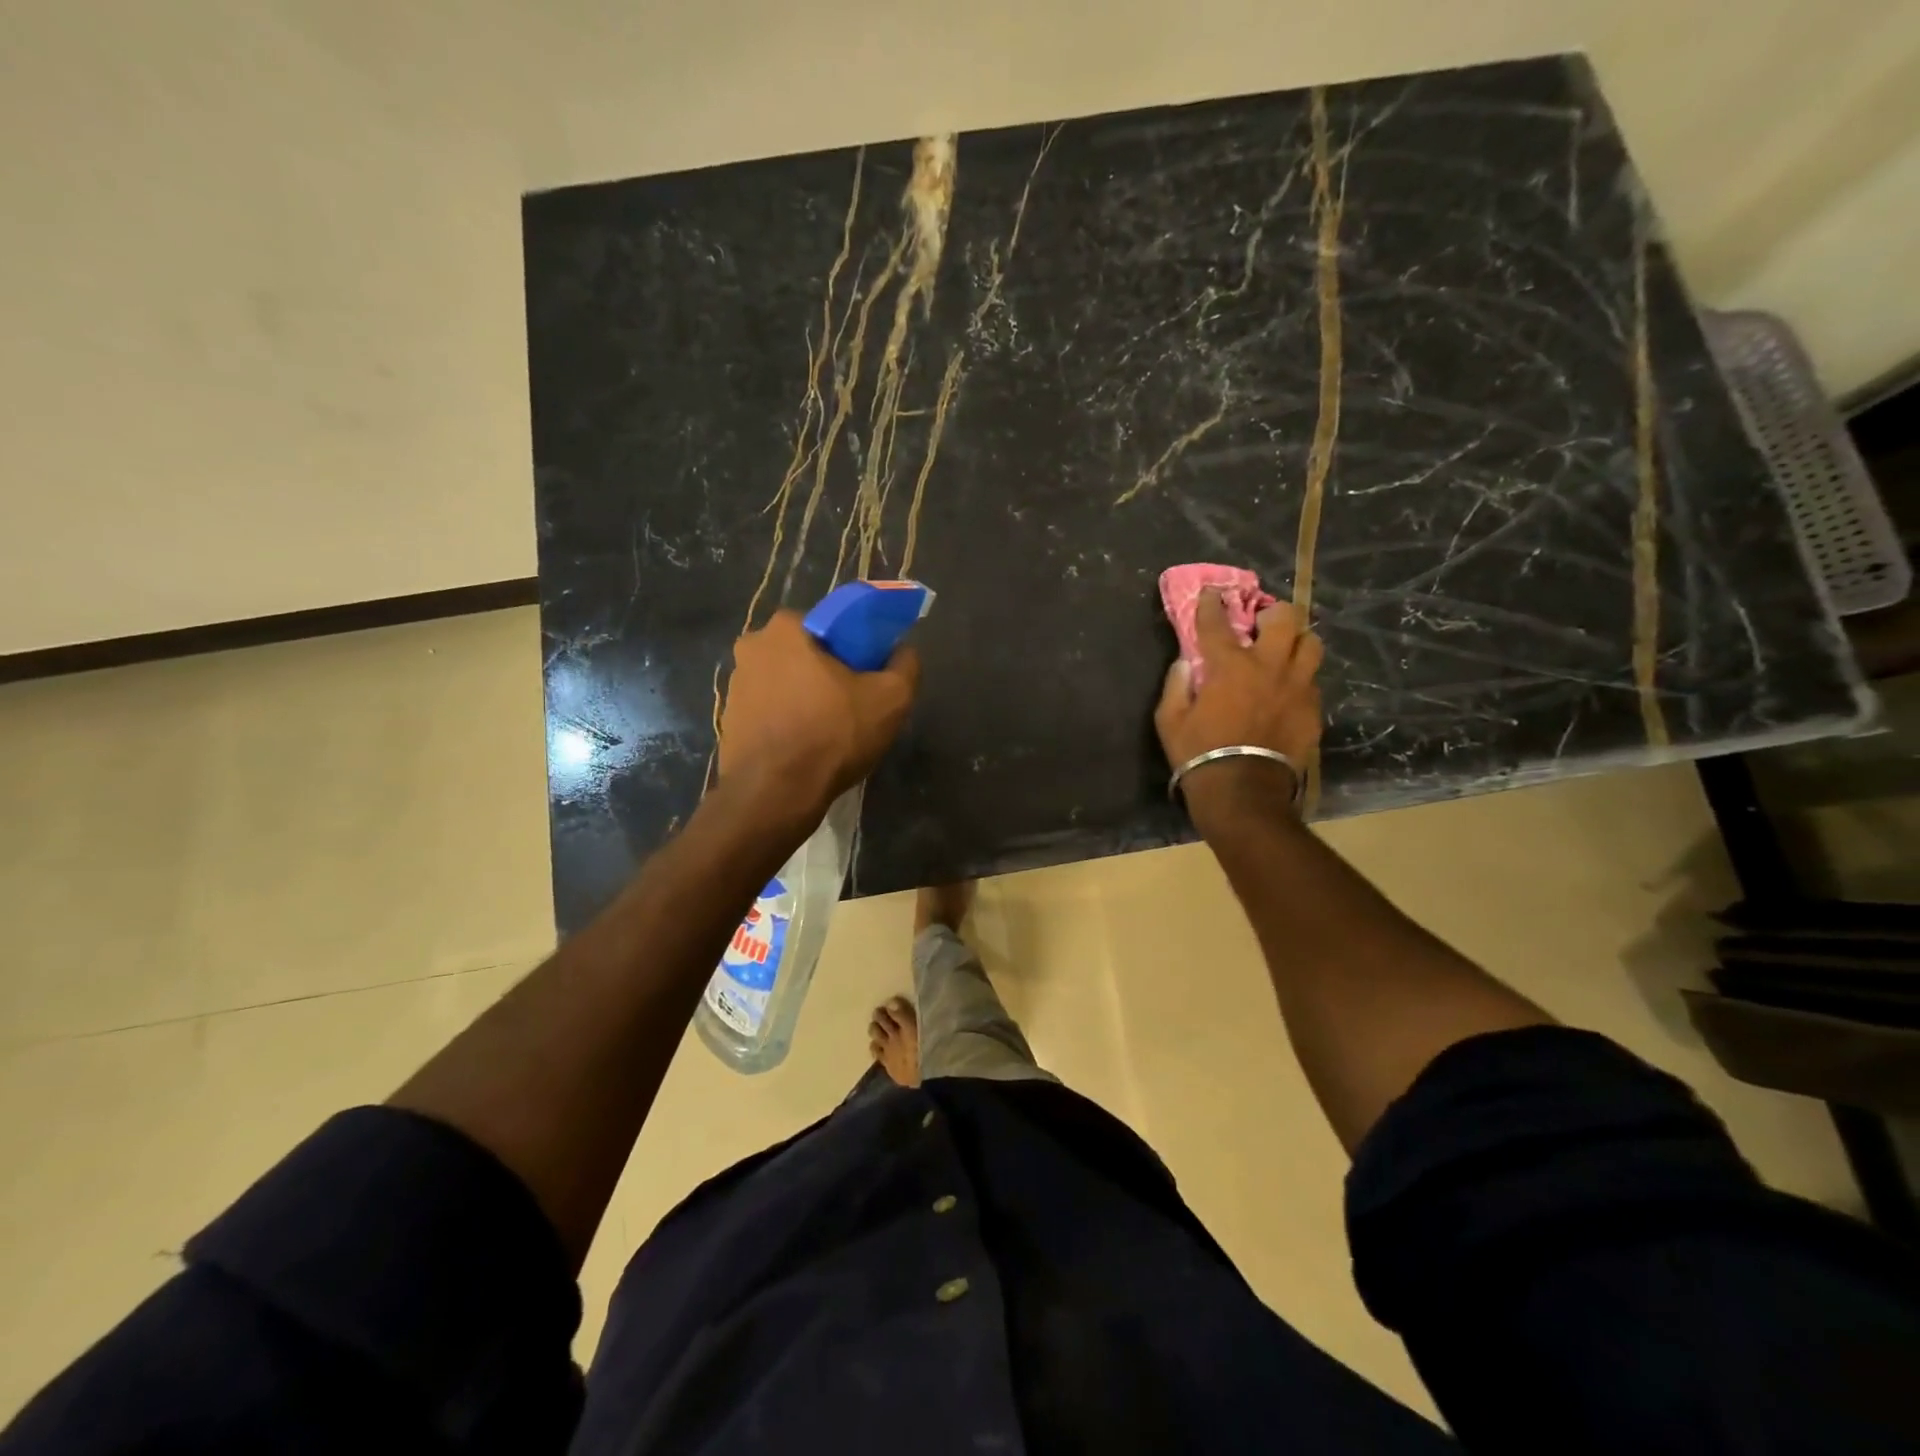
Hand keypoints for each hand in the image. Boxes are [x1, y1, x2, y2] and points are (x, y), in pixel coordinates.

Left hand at [718, 610, 919, 826]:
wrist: (774, 795)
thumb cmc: (832, 735)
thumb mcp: (891, 698)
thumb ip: (905, 664)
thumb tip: (903, 651)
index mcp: (786, 628)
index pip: (832, 625)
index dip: (857, 648)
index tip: (870, 675)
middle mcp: (752, 647)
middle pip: (807, 653)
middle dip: (829, 673)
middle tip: (855, 705)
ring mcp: (734, 686)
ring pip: (786, 682)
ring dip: (807, 698)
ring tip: (831, 731)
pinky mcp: (728, 720)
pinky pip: (770, 711)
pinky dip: (788, 722)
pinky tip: (807, 747)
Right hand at [1155, 593, 1323, 819]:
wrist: (1243, 792)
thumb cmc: (1199, 754)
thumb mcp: (1169, 721)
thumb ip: (1176, 685)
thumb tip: (1185, 663)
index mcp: (1230, 666)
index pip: (1217, 623)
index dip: (1212, 604)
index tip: (1211, 593)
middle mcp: (1269, 667)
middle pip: (1285, 619)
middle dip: (1272, 612)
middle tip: (1261, 622)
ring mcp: (1297, 687)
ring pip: (1311, 644)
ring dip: (1296, 641)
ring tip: (1284, 651)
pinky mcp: (1313, 710)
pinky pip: (1313, 681)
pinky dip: (1300, 678)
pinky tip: (1288, 690)